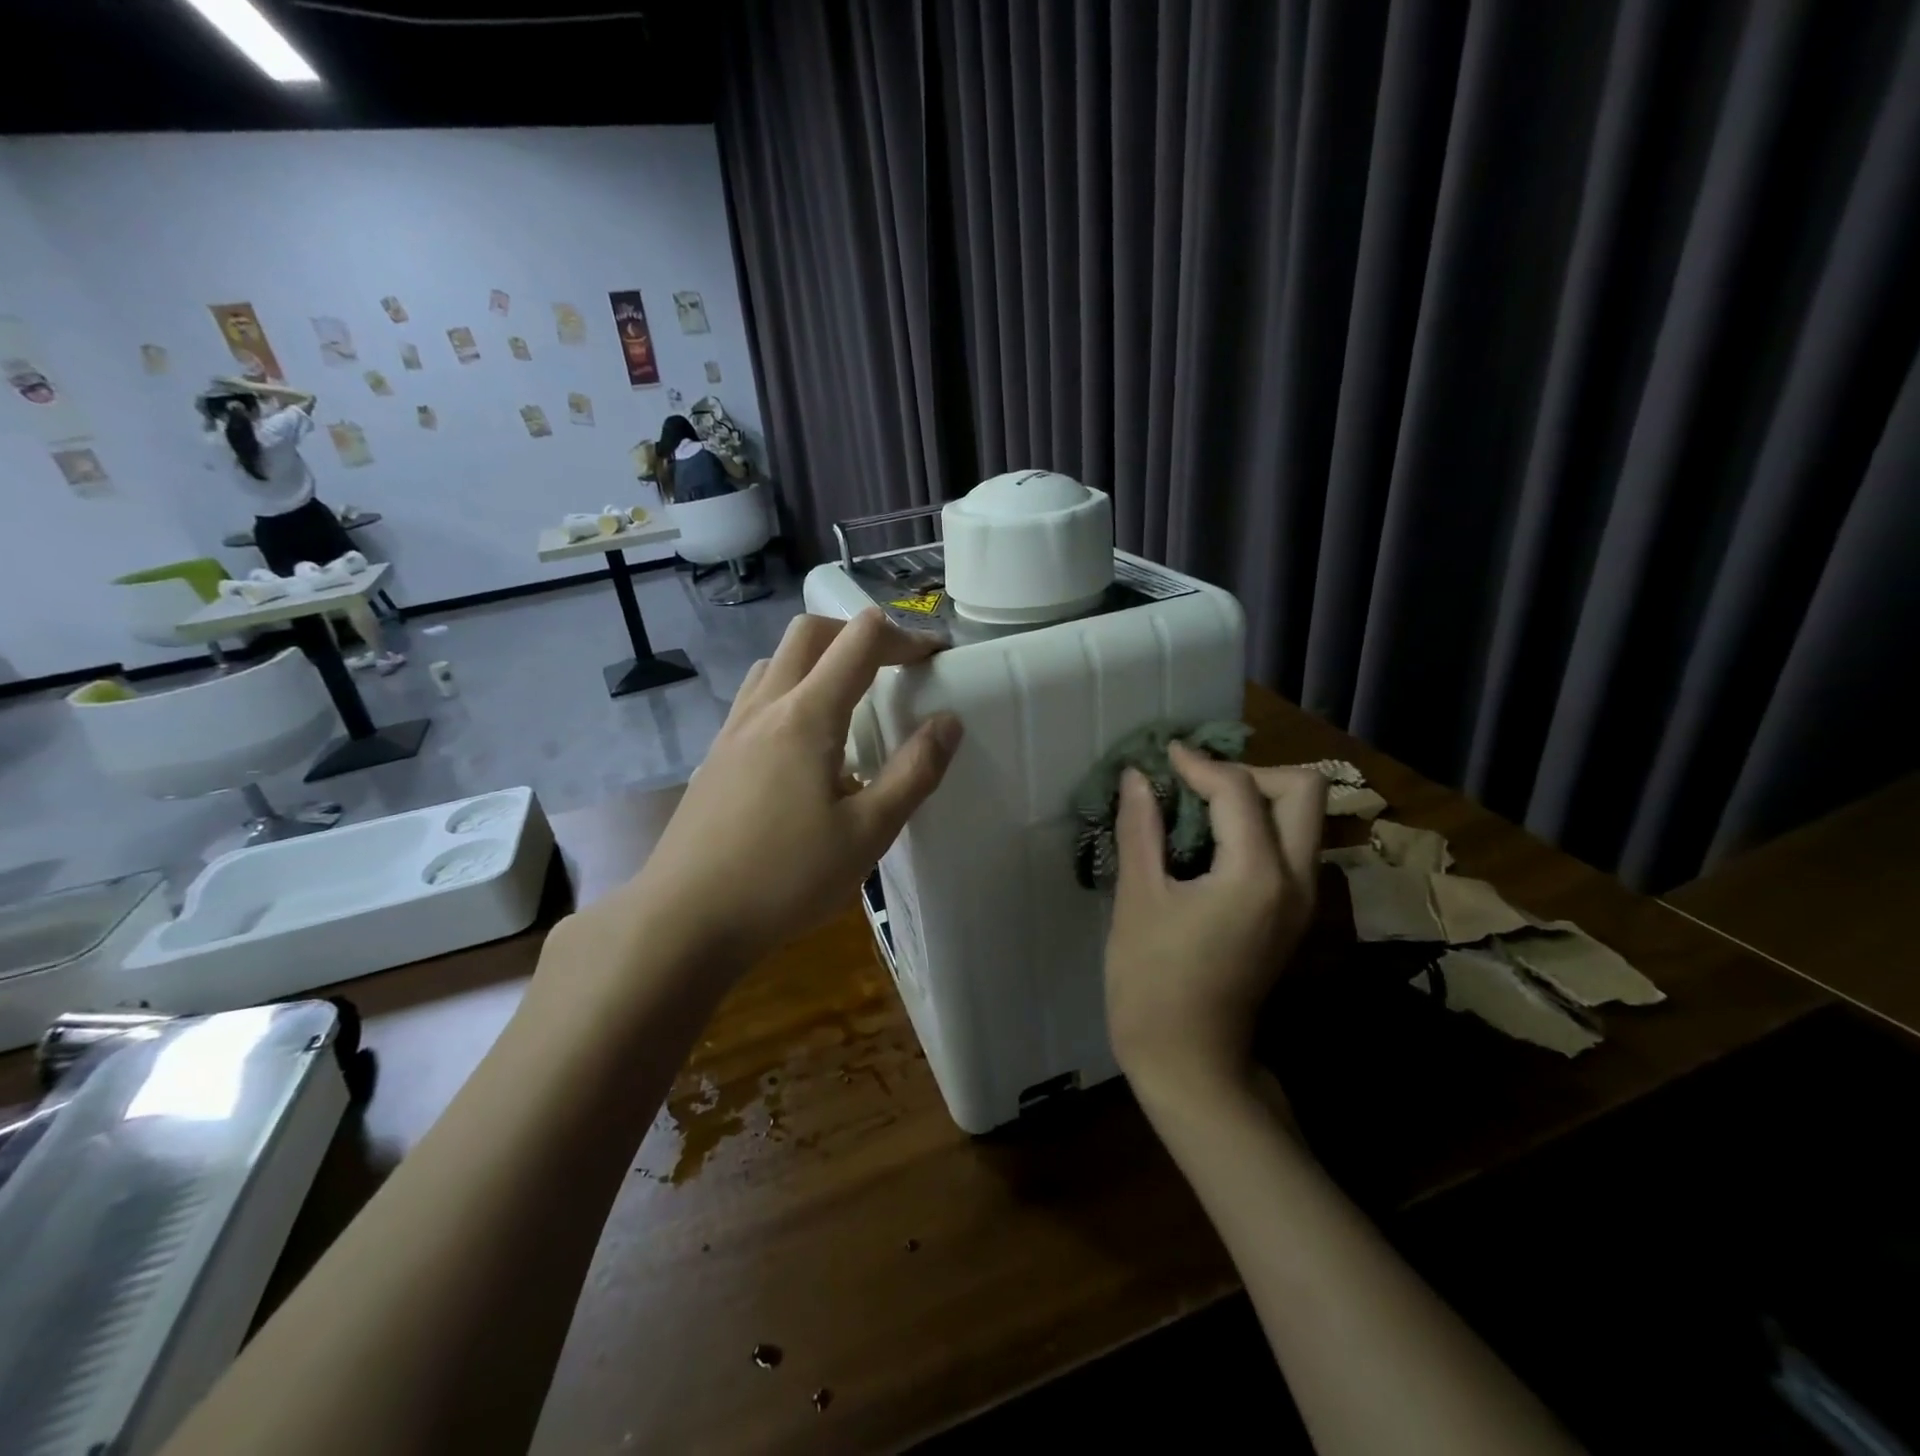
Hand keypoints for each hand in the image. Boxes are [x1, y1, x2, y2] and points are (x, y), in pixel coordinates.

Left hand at [627, 609, 961, 967]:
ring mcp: (733, 728)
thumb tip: (948, 722)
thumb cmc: (784, 878)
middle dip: (858, 634)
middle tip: (893, 668)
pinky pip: (758, 696)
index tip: (936, 658)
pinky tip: (805, 746)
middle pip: (810, 631)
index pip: (861, 640)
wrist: (684, 920)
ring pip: (777, 660)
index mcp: (806, 715)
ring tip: (850, 702)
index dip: (906, 637)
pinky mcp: (716, 755)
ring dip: (820, 660)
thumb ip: (913, 773)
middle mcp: (766, 706)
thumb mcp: (867, 834)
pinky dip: (792, 691)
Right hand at [1104, 743, 1325, 1095]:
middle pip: (1304, 791)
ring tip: (1198, 806)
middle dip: (1251, 773)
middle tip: (1197, 783)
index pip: (1240, 790)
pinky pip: (1291, 847)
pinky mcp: (1293, 915)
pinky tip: (1209, 840)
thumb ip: (1142, 828)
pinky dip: (1258, 827)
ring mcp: (1303, 901)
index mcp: (1257, 875)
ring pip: (1304, 818)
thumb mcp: (1138, 899)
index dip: (1199, 764)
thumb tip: (1138, 776)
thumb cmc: (1153, 982)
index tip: (1163, 756)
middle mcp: (1297, 880)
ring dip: (1258, 798)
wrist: (1190, 1061)